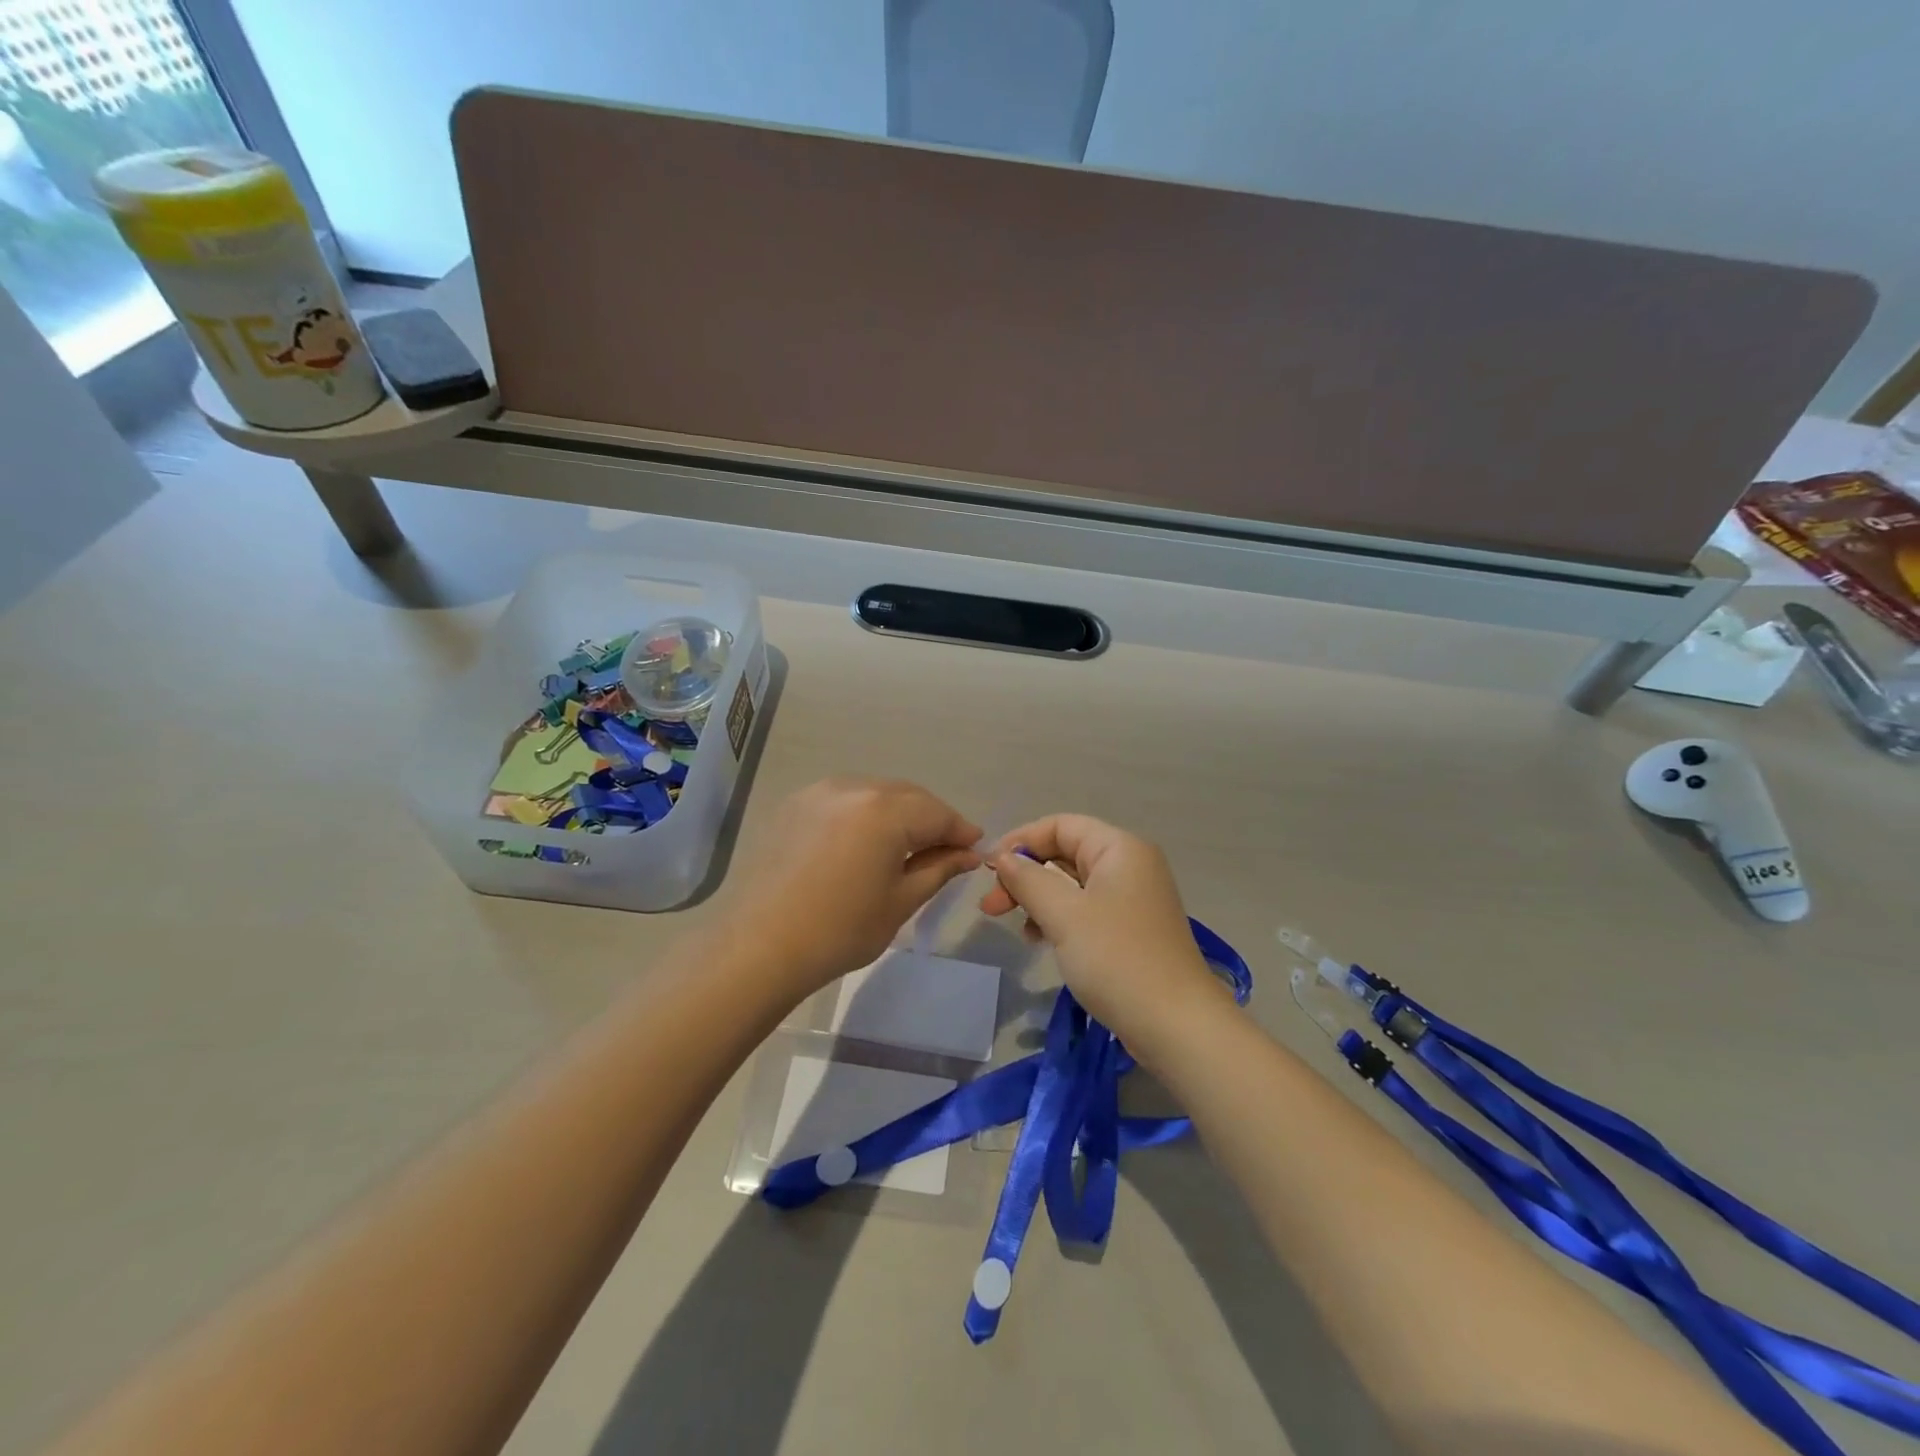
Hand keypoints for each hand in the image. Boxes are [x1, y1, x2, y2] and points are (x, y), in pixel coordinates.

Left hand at [720, 779, 981, 999]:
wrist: (758, 946)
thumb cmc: (839, 930)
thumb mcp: (900, 902)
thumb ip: (939, 869)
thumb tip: (968, 855)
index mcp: (885, 810)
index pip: (938, 813)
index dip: (960, 831)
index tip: (975, 849)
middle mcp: (854, 787)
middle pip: (907, 797)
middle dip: (931, 819)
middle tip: (945, 850)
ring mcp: (819, 792)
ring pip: (875, 794)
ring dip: (897, 814)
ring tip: (905, 847)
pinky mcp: (794, 804)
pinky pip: (844, 800)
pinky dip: (863, 815)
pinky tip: (863, 843)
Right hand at [979, 815, 1225, 1057]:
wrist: (1176, 1025)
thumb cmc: (1117, 959)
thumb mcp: (1064, 915)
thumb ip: (1028, 880)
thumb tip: (1003, 857)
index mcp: (1120, 849)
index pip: (1060, 825)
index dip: (1020, 841)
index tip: (987, 870)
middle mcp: (1130, 865)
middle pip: (1065, 854)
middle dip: (1025, 876)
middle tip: (990, 906)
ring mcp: (1133, 899)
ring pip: (1073, 885)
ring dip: (1038, 899)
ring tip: (1012, 926)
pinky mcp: (1132, 930)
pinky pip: (1086, 910)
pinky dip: (1058, 919)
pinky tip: (1038, 940)